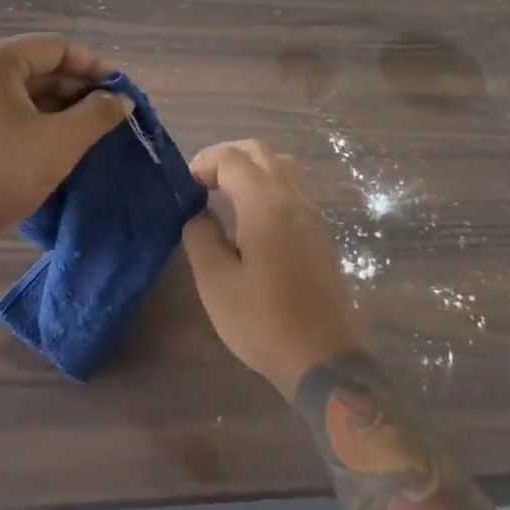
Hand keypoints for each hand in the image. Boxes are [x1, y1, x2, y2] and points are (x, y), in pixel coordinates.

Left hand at [0, 33, 130, 259]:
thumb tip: (120, 99)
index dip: (95, 66)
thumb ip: (96, 115)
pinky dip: (32, 118)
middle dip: (76, 88)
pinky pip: (3, 107)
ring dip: (57, 106)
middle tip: (108, 115)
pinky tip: (53, 142)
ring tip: (87, 131)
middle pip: (38, 65)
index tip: (121, 92)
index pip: (57, 47)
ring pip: (21, 89)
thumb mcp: (57, 144)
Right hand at [181, 140, 366, 396]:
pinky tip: (251, 215)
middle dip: (226, 157)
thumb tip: (198, 210)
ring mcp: (311, 212)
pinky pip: (292, 186)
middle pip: (259, 151)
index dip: (204, 163)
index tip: (185, 188)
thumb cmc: (264, 321)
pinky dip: (268, 183)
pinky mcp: (320, 230)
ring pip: (280, 164)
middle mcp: (292, 197)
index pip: (232, 158)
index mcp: (265, 203)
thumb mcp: (216, 283)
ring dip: (250, 167)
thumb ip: (201, 236)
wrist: (324, 358)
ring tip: (224, 193)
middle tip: (201, 182)